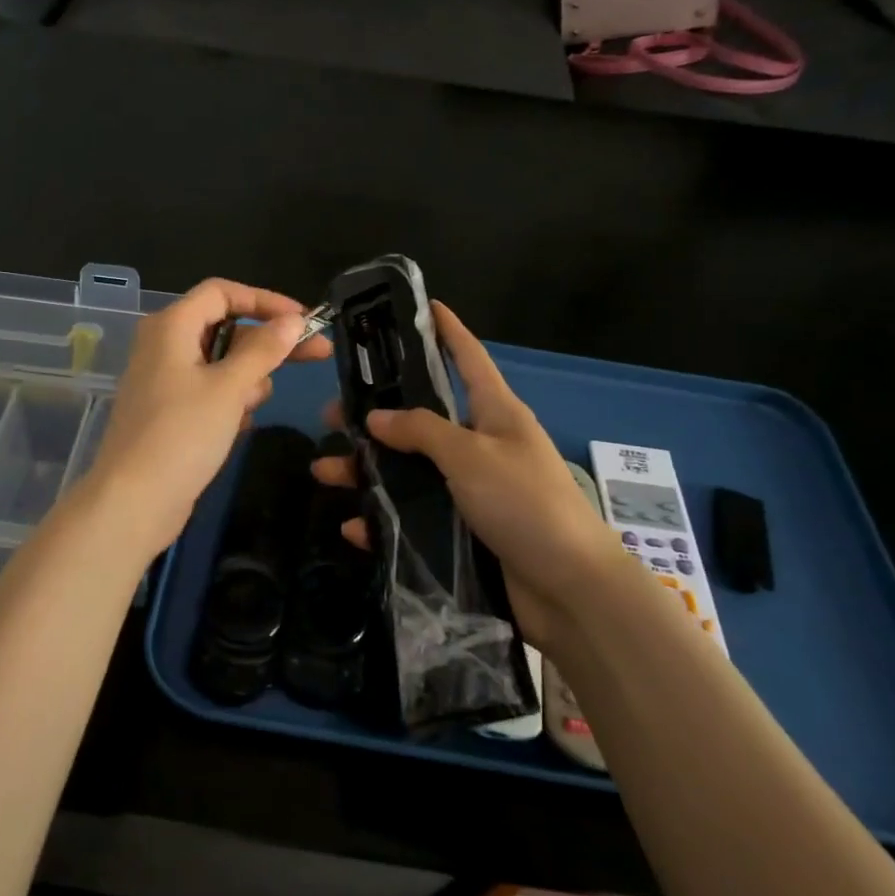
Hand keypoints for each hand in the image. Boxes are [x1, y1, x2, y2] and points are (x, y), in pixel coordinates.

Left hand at [84, 279, 331, 557]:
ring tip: (251, 407)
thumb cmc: (182, 435)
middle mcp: (164, 345)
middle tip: (317, 355)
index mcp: (171, 326)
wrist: (133, 502)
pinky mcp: (170, 411)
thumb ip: (264, 350)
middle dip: (269, 343)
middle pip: (226, 326)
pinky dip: (230, 401)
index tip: (303, 321)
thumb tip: (293, 320)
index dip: (266, 300)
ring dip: (247, 379)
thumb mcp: (229, 388)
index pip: (222, 292)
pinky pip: (210, 391)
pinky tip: (238, 425)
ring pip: (222, 363)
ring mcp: (165, 380)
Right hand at [312, 302, 625, 654]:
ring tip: (325, 472)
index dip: (446, 330)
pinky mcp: (464, 531)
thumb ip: (421, 431)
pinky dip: (384, 521)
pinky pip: (414, 517)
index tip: (423, 306)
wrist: (570, 590)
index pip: (468, 357)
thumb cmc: (525, 503)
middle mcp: (482, 444)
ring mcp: (473, 489)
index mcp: (495, 412)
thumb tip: (376, 417)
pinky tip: (354, 526)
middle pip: (422, 418)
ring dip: (367, 471)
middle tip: (331, 416)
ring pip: (409, 470)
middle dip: (376, 415)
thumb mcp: (470, 455)